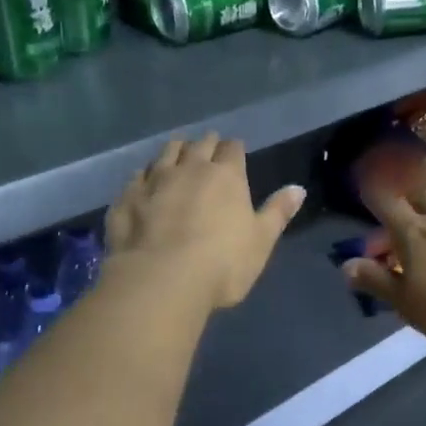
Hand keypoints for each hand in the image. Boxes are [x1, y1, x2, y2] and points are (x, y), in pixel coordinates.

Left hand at [106, 134, 305, 311]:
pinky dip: (143, 177)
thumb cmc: (222, 263)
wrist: (161, 280)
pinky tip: (142, 182)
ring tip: (176, 153)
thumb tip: (298, 188)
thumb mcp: (261, 241)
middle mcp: (189, 169)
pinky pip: (135, 178)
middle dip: (205, 144)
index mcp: (225, 176)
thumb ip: (277, 212)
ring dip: (173, 151)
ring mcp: (154, 181)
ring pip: (164, 154)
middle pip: (198, 145)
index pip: (232, 149)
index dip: (234, 149)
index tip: (235, 151)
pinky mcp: (126, 199)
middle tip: (207, 148)